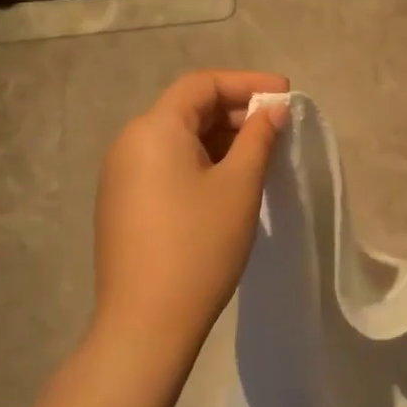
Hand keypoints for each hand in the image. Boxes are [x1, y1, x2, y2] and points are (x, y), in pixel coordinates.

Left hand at [90, 71, 288, 361]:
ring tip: (259, 156)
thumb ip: (258, 138)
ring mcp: (121, 176)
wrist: (146, 322)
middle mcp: (129, 143)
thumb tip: (272, 110)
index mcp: (154, 129)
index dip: (247, 83)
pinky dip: (199, 163)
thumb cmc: (199, 245)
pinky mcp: (122, 204)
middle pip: (187, 110)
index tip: (285, 95)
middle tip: (277, 128)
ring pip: (177, 140)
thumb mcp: (239, 186)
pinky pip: (165, 166)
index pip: (202, 85)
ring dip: (219, 140)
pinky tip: (228, 183)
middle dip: (235, 112)